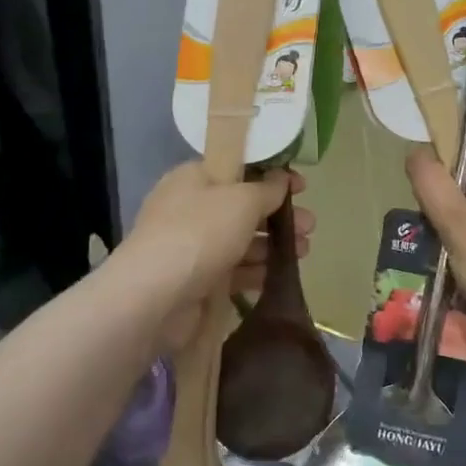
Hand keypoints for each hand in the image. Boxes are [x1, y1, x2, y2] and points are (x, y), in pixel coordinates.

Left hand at [120, 163, 313, 350]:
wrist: (155, 297)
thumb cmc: (200, 233)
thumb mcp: (241, 200)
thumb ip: (266, 189)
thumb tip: (281, 179)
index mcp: (193, 178)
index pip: (237, 168)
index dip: (271, 175)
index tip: (302, 186)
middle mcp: (190, 208)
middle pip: (243, 207)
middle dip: (278, 215)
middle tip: (310, 226)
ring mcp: (192, 247)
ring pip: (241, 240)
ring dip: (273, 244)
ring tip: (303, 252)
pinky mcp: (196, 281)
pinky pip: (233, 270)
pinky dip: (256, 271)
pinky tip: (280, 276)